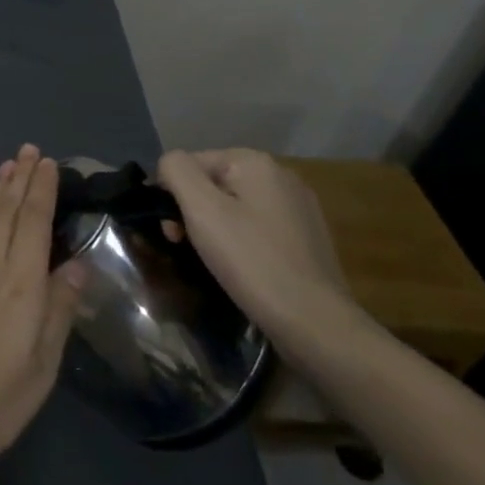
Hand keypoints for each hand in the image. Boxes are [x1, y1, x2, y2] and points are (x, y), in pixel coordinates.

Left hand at [0, 146, 82, 474]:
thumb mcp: (41, 365)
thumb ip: (59, 310)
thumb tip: (78, 265)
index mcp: (21, 284)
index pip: (34, 222)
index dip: (41, 190)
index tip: (49, 163)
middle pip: (8, 212)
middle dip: (20, 178)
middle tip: (29, 149)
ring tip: (8, 166)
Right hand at [156, 148, 355, 339]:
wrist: (315, 323)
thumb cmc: (252, 261)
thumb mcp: (201, 209)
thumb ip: (176, 171)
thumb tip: (169, 165)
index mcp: (255, 162)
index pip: (190, 163)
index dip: (172, 194)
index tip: (171, 232)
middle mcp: (280, 175)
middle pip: (213, 183)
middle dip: (192, 211)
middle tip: (184, 245)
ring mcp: (298, 207)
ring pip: (235, 206)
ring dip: (214, 227)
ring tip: (213, 259)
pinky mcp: (307, 237)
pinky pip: (257, 226)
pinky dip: (241, 240)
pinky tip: (243, 266)